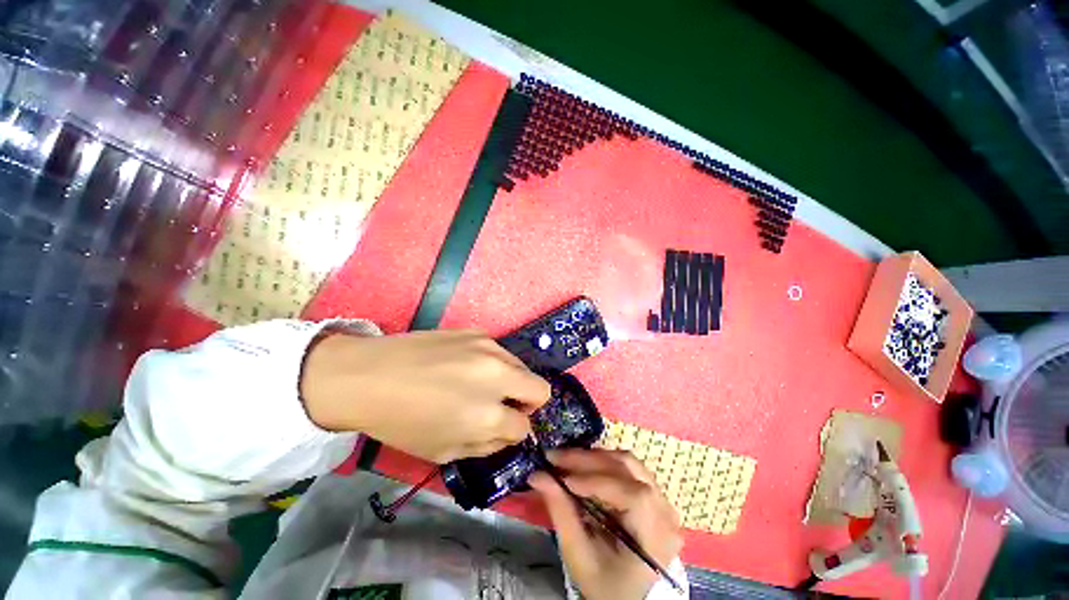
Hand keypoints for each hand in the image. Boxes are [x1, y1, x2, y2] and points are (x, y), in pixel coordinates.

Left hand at [299, 329, 550, 462]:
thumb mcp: (443, 451)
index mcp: (488, 415)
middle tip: (505, 406)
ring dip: (511, 381)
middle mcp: (497, 377)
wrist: (369, 375)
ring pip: (523, 368)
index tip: (502, 428)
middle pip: (541, 389)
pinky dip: (493, 364)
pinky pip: (500, 353)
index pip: (524, 426)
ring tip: (483, 386)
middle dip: (529, 403)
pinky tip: (467, 367)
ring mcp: (489, 349)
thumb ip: (486, 445)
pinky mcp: (478, 332)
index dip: (515, 431)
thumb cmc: (402, 421)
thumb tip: (508, 432)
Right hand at [529, 449, 683, 599]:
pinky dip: (605, 464)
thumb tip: (537, 475)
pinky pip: (630, 469)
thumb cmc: (606, 586)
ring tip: (569, 461)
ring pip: (628, 463)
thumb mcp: (580, 557)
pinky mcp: (655, 497)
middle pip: (627, 468)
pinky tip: (586, 468)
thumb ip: (561, 513)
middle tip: (556, 457)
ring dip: (595, 457)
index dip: (593, 480)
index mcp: (655, 535)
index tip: (559, 475)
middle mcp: (666, 512)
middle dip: (587, 459)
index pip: (629, 493)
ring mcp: (663, 501)